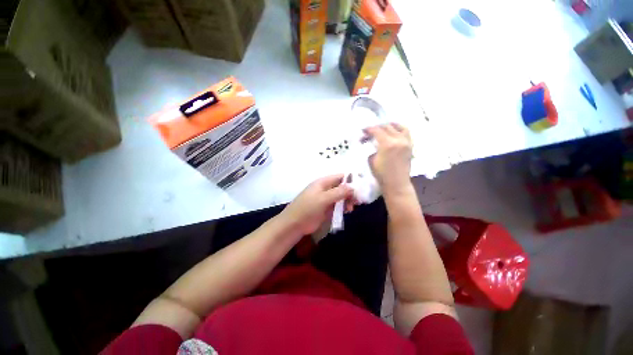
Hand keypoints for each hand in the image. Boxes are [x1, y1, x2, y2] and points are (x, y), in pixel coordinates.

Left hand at [280, 175, 353, 235]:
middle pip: (342, 187)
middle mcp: (326, 188)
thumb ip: (338, 192)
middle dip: (350, 193)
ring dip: (347, 201)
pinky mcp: (326, 208)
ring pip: (341, 196)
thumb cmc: (307, 208)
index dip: (351, 180)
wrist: (294, 224)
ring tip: (350, 209)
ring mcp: (326, 198)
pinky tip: (347, 211)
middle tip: (357, 202)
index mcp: (323, 182)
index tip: (361, 188)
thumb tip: (353, 187)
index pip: (340, 177)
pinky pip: (338, 205)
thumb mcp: (323, 199)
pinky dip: (343, 207)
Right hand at [363, 123, 412, 194]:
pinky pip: (406, 132)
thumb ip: (372, 148)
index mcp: (387, 144)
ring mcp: (406, 142)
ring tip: (383, 128)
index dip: (368, 129)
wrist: (397, 183)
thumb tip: (370, 141)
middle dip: (376, 127)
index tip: (363, 130)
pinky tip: (393, 132)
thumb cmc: (381, 174)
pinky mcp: (410, 145)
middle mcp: (398, 140)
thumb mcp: (371, 160)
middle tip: (370, 132)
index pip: (376, 130)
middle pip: (386, 127)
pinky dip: (399, 129)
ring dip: (389, 126)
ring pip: (398, 126)